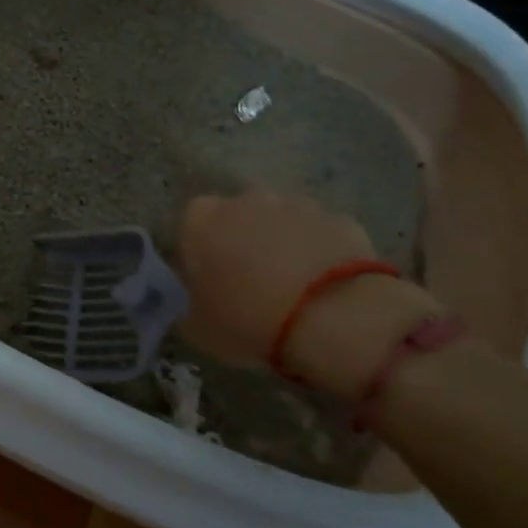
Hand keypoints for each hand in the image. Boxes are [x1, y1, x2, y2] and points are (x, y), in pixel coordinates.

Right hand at [178, 189, 440, 396]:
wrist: (334, 320)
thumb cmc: (249, 321)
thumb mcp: (197, 327)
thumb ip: (188, 303)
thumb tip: (195, 297)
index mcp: (201, 220)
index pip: (191, 226)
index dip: (199, 253)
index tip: (209, 282)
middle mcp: (245, 200)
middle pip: (238, 218)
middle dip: (242, 242)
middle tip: (251, 285)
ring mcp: (296, 205)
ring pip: (281, 223)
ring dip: (282, 245)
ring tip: (293, 290)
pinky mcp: (340, 219)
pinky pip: (320, 235)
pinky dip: (319, 254)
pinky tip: (327, 289)